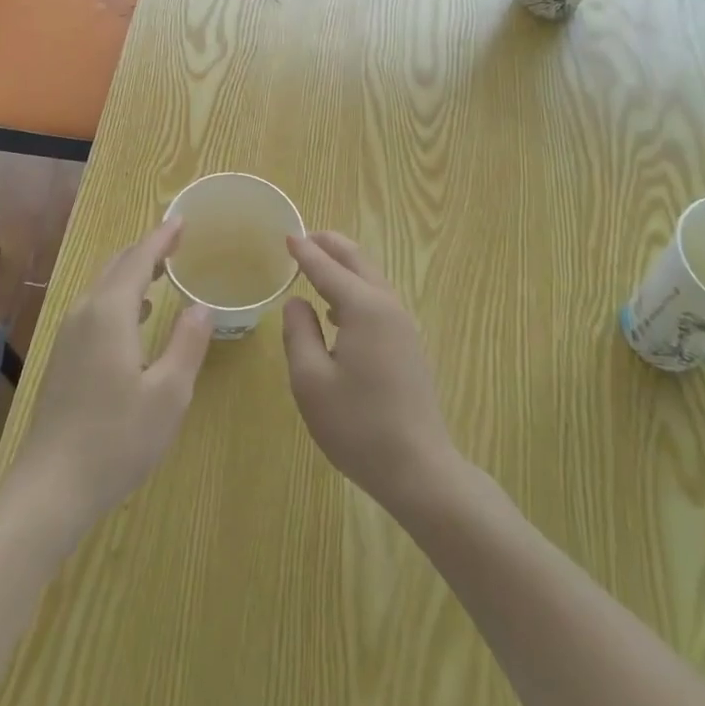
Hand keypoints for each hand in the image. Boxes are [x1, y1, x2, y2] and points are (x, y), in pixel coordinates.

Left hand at [5, 219, 213, 546]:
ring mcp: (69, 334)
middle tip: (176, 242)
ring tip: (162, 272)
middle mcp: (85, 312)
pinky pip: (95, 307)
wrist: (52, 486)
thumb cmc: (118, 439)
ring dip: (132, 272)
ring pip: (103, 286)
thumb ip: (188, 342)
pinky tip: (136, 315)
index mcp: (110, 312)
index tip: (181, 220)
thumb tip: (201, 305)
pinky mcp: (63, 355)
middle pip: (117, 266)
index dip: (162, 238)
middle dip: (147, 250)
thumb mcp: (169, 393)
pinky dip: (120, 295)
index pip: (138, 259)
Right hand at [282, 232, 459, 516]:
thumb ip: (299, 333)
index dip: (304, 252)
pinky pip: (378, 301)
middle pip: (358, 262)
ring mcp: (403, 327)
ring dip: (345, 266)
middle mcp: (388, 307)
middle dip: (331, 246)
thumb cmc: (357, 425)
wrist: (418, 469)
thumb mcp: (310, 380)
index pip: (327, 269)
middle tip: (305, 237)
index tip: (286, 236)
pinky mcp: (408, 346)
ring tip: (318, 263)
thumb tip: (297, 302)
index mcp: (364, 309)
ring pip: (372, 280)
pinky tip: (338, 309)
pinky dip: (356, 289)